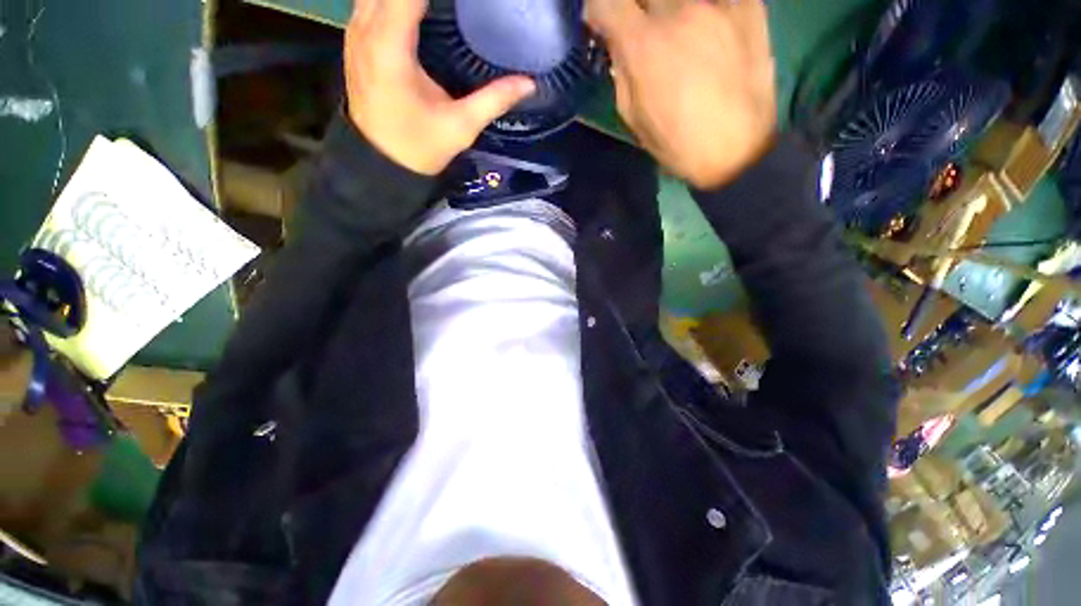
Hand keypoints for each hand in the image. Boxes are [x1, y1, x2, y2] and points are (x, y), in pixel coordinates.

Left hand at [344, 0, 535, 174]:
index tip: (472, 1)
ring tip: (442, 9)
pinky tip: (420, 11)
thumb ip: (494, 99)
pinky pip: (371, 0)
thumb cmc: (420, 147)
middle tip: (459, 6)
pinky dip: (395, 1)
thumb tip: (529, 83)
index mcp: (390, 46)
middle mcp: (365, 29)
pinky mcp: (355, 41)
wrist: (382, 165)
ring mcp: (356, 33)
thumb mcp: (461, 126)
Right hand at [586, 0, 776, 188]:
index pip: (607, 1)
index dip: (599, 10)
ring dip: (669, 9)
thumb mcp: (634, 118)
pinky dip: (705, 9)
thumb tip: (619, 45)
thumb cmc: (677, 144)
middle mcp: (679, 12)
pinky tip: (705, 27)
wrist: (737, 151)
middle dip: (636, 8)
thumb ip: (621, 74)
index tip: (602, 23)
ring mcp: (718, 4)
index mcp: (644, 46)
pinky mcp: (749, 7)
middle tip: (639, 27)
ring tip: (676, 34)